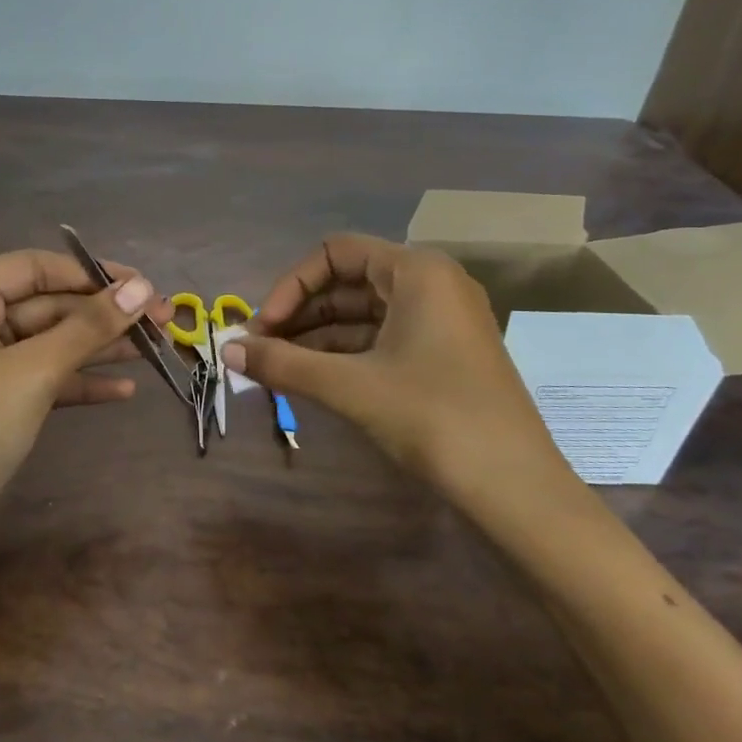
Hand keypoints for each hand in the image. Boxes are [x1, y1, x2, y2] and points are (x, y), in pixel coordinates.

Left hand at [0, 248, 172, 569]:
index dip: (91, 275)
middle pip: (44, 305)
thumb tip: (142, 288)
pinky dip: (78, 382)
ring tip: (157, 347)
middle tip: (162, 318)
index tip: (143, 285)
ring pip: (47, 342)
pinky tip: (124, 390)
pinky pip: (41, 377)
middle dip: (102, 315)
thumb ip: (88, 326)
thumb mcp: (33, 371)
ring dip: (98, 347)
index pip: (33, 268)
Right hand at [224, 235, 566, 499]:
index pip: (335, 253)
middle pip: (347, 282)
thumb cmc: (432, 417)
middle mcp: (431, 284)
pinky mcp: (443, 355)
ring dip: (315, 337)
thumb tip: (226, 351)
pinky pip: (381, 339)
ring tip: (275, 366)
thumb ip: (282, 363)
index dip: (291, 285)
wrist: (515, 488)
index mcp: (416, 272)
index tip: (262, 327)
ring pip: (362, 314)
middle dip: (298, 313)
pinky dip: (343, 354)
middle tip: (260, 349)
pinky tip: (309, 378)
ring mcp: (441, 321)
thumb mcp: (349, 386)